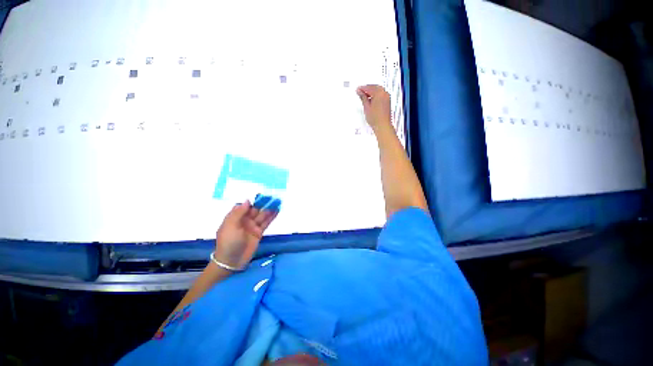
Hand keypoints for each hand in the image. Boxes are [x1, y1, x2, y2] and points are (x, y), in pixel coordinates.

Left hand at [213, 200, 277, 268]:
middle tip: (273, 197)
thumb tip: (247, 200)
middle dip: (263, 203)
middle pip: (255, 209)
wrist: (231, 261)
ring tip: (278, 202)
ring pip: (262, 215)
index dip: (253, 200)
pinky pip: (266, 223)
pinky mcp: (259, 232)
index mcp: (235, 217)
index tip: (261, 195)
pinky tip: (277, 211)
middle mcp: (244, 220)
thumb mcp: (230, 226)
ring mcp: (252, 226)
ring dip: (269, 209)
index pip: (245, 206)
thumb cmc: (228, 242)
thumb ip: (239, 213)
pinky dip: (272, 217)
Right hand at [356, 84, 392, 130]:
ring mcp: (387, 97)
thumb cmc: (376, 118)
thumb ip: (363, 97)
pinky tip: (371, 99)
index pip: (369, 88)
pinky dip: (375, 95)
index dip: (362, 88)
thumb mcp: (366, 107)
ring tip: (364, 96)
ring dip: (371, 92)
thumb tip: (360, 92)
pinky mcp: (387, 101)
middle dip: (367, 89)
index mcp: (379, 93)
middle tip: (360, 91)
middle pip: (374, 87)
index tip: (358, 89)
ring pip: (378, 90)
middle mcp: (384, 94)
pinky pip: (381, 94)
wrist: (382, 125)